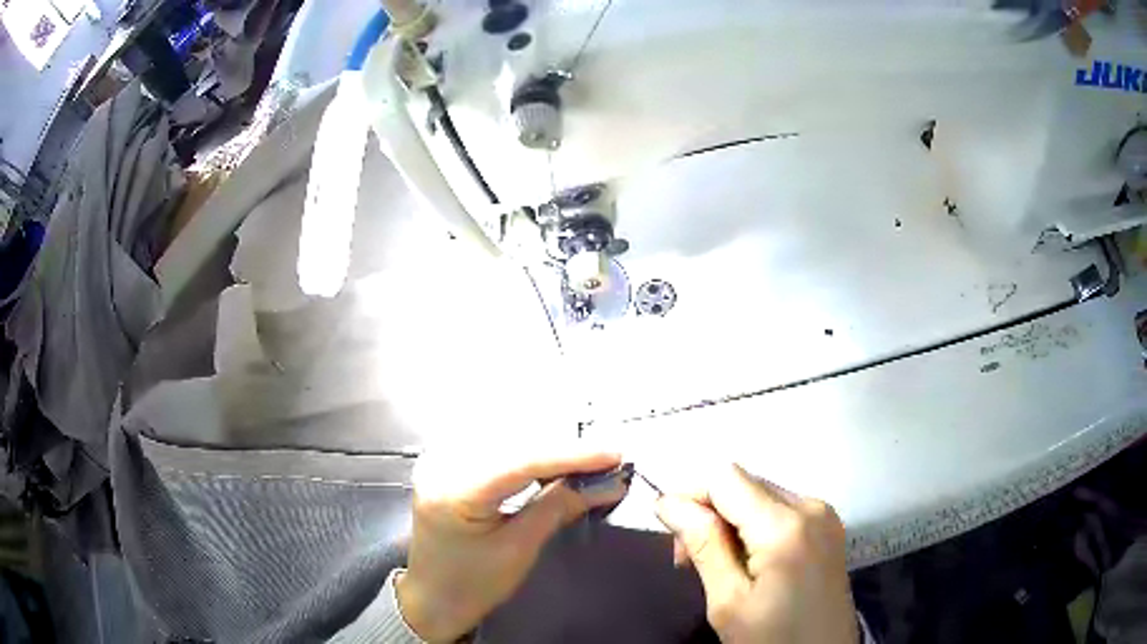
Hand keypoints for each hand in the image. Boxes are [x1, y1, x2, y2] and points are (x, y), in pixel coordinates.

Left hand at [396, 444, 627, 641]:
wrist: (432, 596)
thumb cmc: (472, 583)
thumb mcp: (518, 550)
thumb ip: (557, 507)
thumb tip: (606, 482)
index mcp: (453, 491)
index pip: (520, 460)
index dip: (570, 455)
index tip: (614, 454)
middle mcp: (441, 463)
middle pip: (513, 441)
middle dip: (563, 448)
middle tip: (606, 459)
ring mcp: (440, 458)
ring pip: (505, 436)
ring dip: (547, 444)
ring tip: (585, 459)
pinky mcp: (446, 461)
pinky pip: (493, 444)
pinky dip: (526, 449)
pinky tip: (550, 458)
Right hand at [656, 465, 856, 643]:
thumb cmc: (772, 638)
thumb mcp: (728, 601)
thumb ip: (703, 545)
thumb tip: (667, 502)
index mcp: (785, 525)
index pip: (724, 478)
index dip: (691, 498)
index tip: (675, 539)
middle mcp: (811, 506)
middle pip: (744, 483)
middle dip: (709, 513)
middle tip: (691, 562)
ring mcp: (824, 514)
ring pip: (760, 494)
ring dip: (731, 521)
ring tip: (720, 565)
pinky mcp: (828, 526)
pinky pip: (781, 508)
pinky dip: (755, 526)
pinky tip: (750, 561)